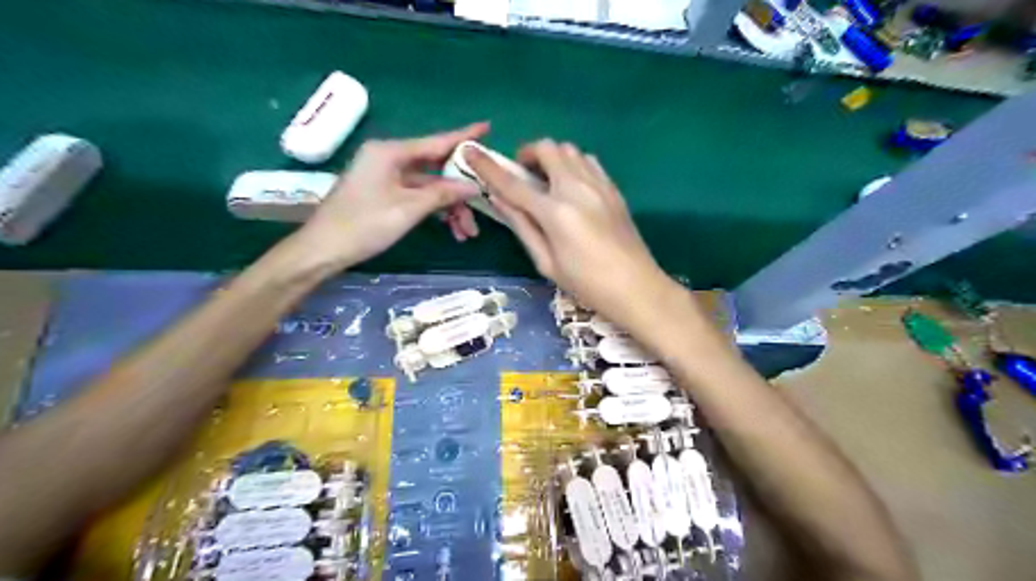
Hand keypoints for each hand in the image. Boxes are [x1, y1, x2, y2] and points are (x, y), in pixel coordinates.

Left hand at [295, 123, 491, 267]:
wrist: (323, 250)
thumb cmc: (364, 225)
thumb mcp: (408, 209)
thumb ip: (443, 194)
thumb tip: (474, 185)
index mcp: (391, 152)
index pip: (436, 142)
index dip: (463, 137)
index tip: (487, 127)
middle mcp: (389, 159)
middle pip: (435, 168)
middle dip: (460, 190)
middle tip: (485, 204)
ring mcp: (386, 177)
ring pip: (429, 187)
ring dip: (450, 208)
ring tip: (467, 232)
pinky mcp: (385, 193)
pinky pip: (418, 197)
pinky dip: (435, 211)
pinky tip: (451, 229)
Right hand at [468, 139, 680, 331]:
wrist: (636, 287)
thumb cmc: (586, 283)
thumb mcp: (546, 262)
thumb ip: (522, 226)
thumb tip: (498, 199)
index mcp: (555, 212)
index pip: (513, 183)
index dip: (488, 167)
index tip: (470, 152)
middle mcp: (577, 188)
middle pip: (547, 148)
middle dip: (527, 154)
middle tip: (522, 176)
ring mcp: (599, 184)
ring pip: (570, 149)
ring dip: (552, 158)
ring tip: (547, 181)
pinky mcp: (613, 188)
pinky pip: (588, 161)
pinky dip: (573, 164)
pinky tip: (572, 187)